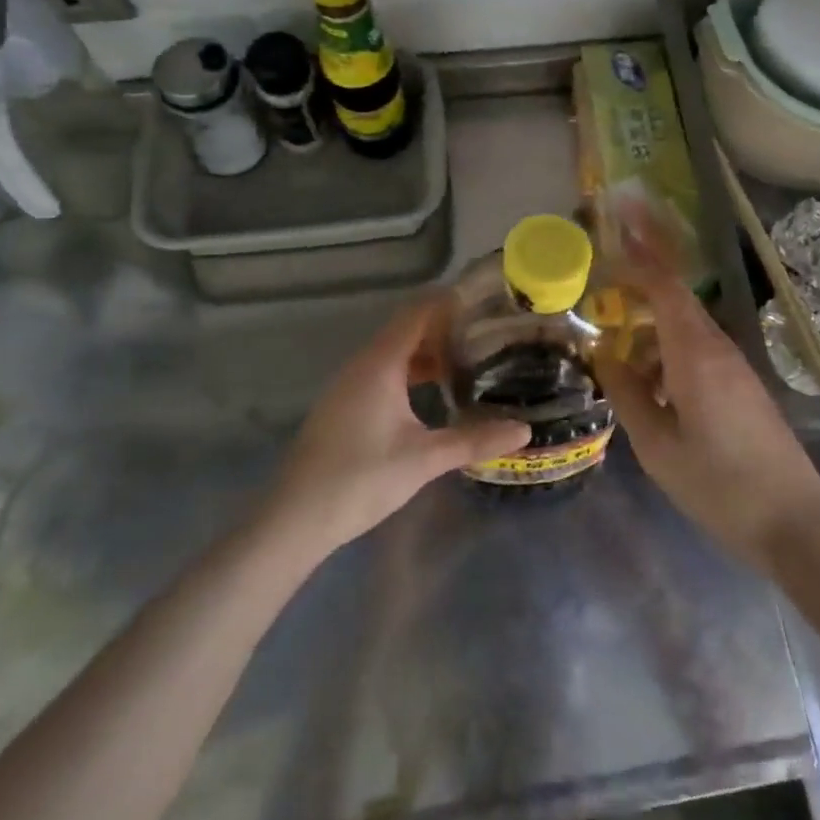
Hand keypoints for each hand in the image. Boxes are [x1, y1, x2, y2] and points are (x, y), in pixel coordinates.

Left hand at [258, 298, 531, 559]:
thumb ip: (474, 440)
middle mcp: (363, 364)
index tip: (485, 301)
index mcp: (380, 363)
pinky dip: (412, 371)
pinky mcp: (345, 404)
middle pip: (407, 328)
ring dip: (429, 351)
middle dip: (445, 327)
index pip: (418, 312)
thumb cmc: (361, 479)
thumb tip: (524, 430)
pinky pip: (384, 371)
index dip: (450, 301)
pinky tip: (434, 392)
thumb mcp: (424, 459)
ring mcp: (350, 384)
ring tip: (469, 359)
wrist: (295, 518)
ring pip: (395, 352)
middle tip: (487, 332)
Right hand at [593, 214, 819, 570]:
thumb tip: (603, 354)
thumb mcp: (657, 446)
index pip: (664, 284)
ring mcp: (733, 365)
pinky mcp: (740, 384)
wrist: (794, 521)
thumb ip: (626, 394)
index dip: (640, 250)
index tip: (617, 220)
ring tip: (614, 339)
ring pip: (684, 324)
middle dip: (642, 273)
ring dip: (650, 321)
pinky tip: (647, 379)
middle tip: (605, 269)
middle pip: (675, 295)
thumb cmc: (719, 484)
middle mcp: (716, 347)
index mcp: (694, 353)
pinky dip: (665, 348)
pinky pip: (695, 349)